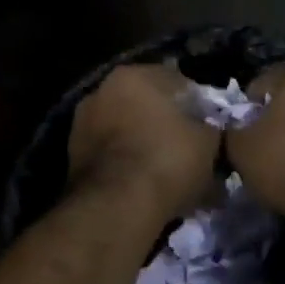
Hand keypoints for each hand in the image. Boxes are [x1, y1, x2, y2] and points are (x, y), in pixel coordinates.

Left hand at [67, 64, 221, 222]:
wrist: (117, 207)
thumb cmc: (168, 162)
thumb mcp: (208, 143)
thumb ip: (212, 129)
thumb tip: (211, 131)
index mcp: (135, 76)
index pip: (178, 82)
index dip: (199, 107)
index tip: (210, 130)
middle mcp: (102, 91)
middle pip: (147, 105)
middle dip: (166, 125)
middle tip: (188, 150)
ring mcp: (82, 124)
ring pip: (127, 131)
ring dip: (144, 145)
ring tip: (166, 172)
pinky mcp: (72, 157)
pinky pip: (111, 155)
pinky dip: (126, 165)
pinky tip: (144, 185)